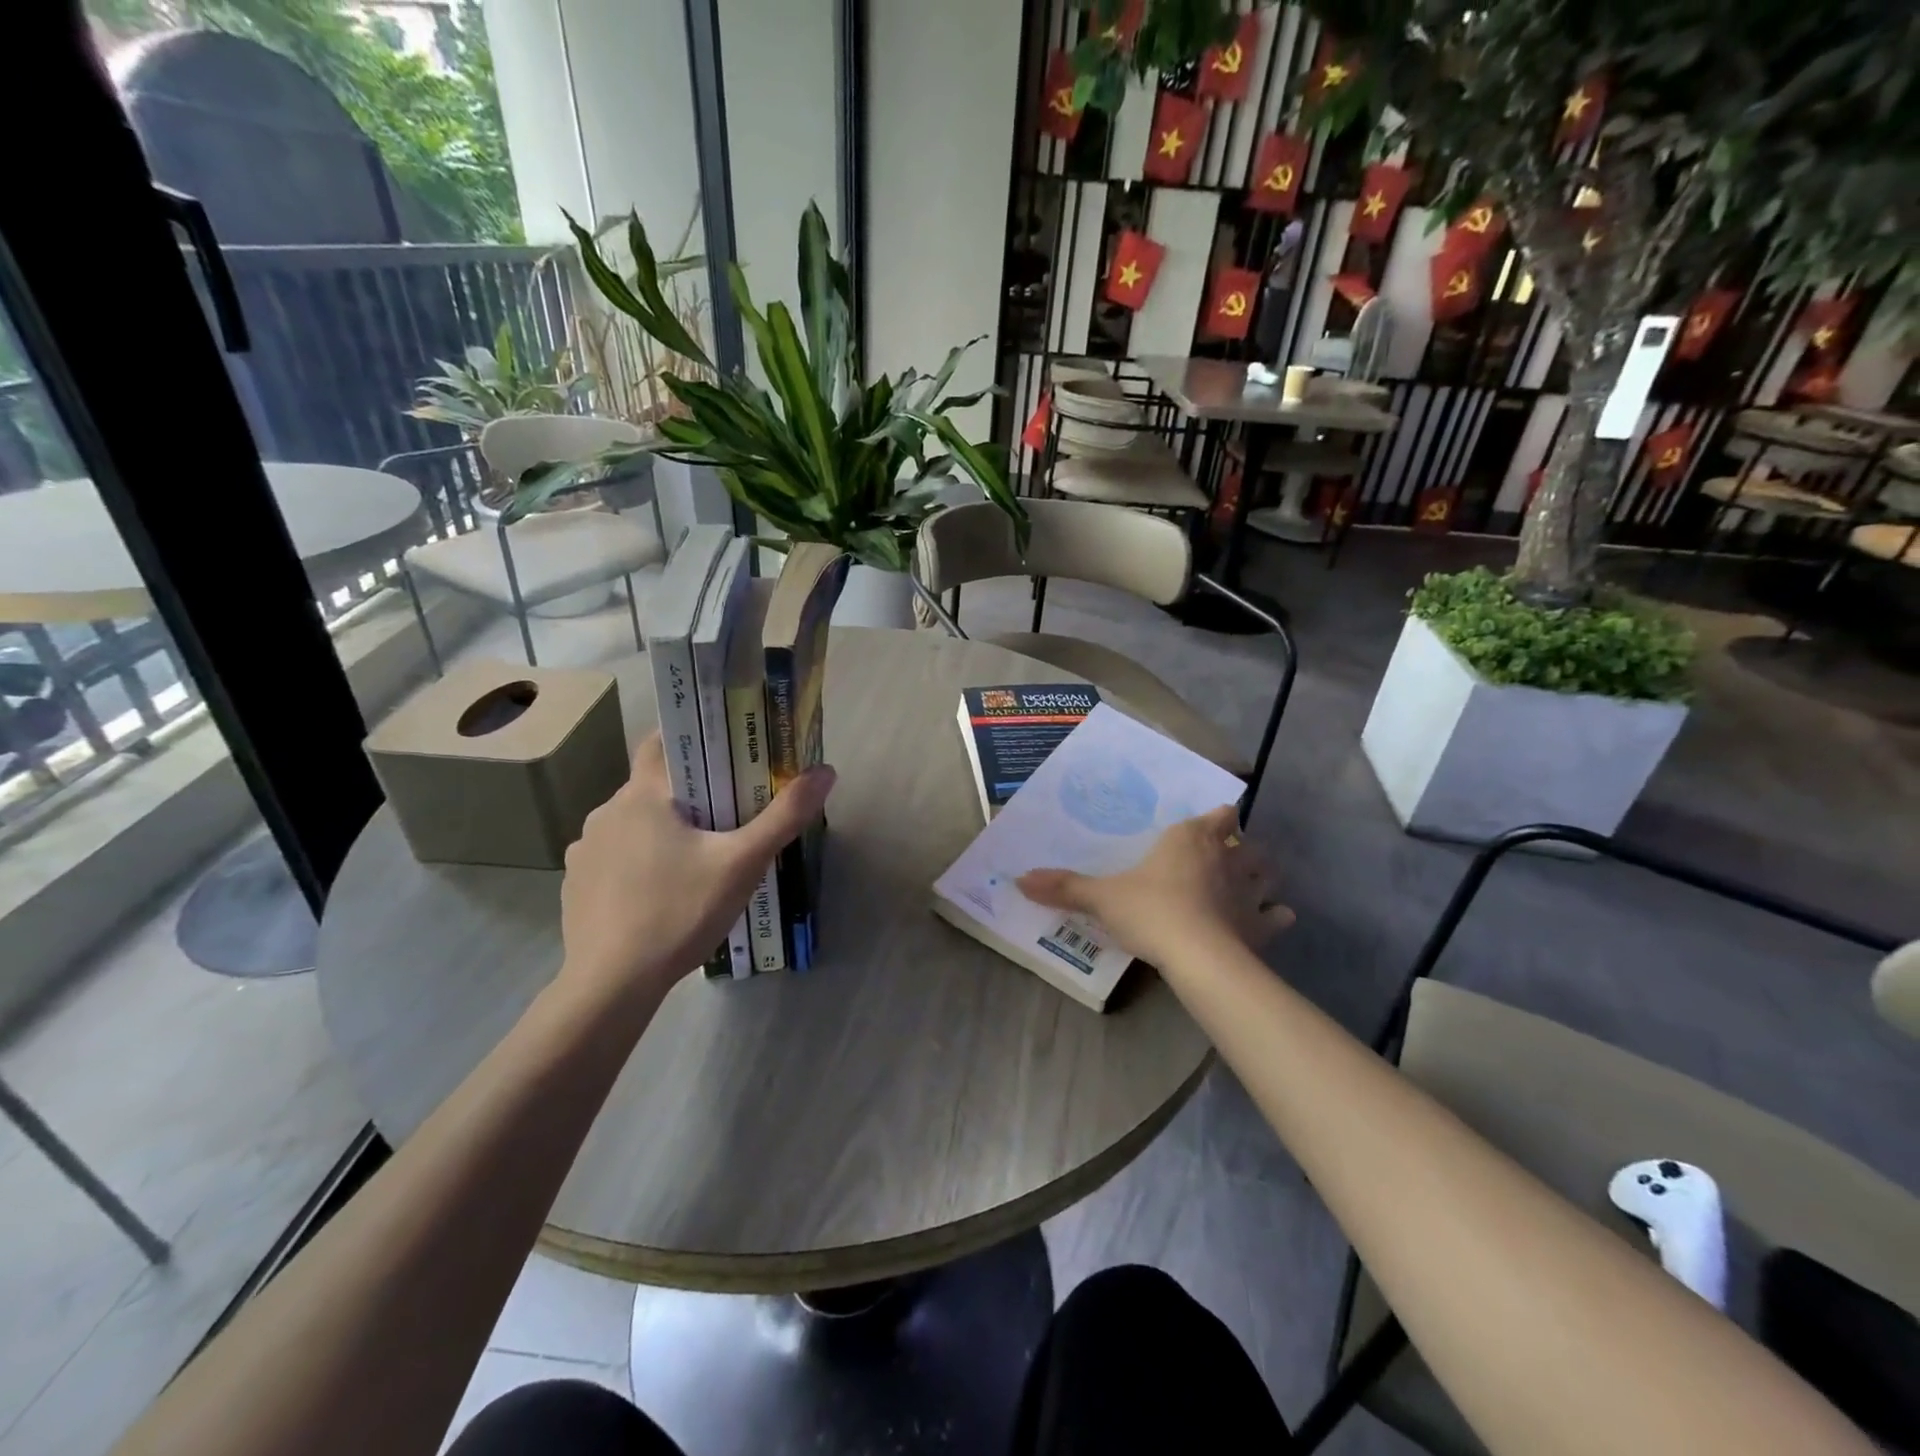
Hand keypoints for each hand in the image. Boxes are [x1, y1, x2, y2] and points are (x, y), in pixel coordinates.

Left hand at [557, 730, 835, 1006]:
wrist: (612, 985)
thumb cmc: (680, 912)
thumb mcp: (743, 863)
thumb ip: (785, 816)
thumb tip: (826, 771)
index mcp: (642, 795)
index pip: (662, 742)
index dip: (694, 739)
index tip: (727, 752)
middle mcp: (606, 812)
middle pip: (655, 786)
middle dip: (690, 793)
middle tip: (730, 813)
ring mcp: (586, 849)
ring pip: (634, 822)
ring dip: (663, 829)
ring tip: (698, 858)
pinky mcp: (576, 884)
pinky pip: (615, 856)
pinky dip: (638, 861)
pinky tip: (660, 892)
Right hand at [1018, 805, 1292, 968]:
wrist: (1196, 956)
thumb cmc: (1150, 910)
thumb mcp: (1101, 898)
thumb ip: (1064, 887)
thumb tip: (1020, 878)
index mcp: (1191, 838)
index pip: (1219, 815)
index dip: (1219, 819)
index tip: (1212, 825)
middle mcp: (1227, 857)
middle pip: (1247, 843)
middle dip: (1241, 847)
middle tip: (1223, 859)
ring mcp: (1249, 890)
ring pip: (1267, 872)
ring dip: (1261, 877)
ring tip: (1247, 887)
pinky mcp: (1262, 925)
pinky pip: (1277, 916)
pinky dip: (1274, 916)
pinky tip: (1268, 922)